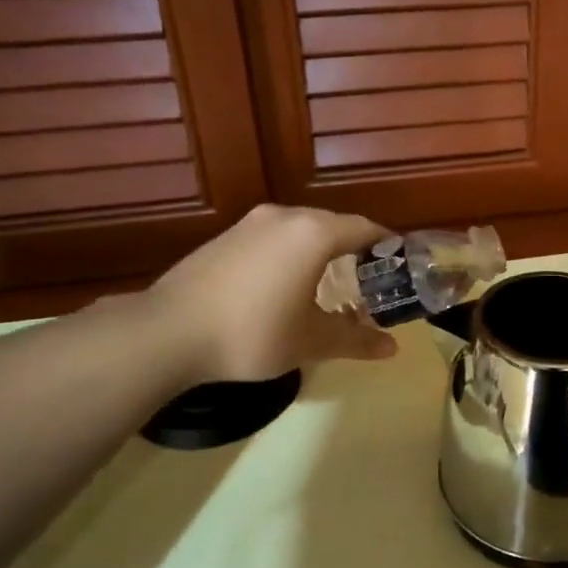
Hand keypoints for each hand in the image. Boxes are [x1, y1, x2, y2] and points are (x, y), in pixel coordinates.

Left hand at [150, 204, 398, 384]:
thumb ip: (355, 340)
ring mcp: (250, 224)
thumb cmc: (253, 332)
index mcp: (313, 234)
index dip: (386, 246)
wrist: (168, 332)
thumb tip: (392, 349)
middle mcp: (284, 217)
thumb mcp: (310, 341)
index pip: (364, 229)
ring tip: (329, 283)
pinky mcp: (225, 237)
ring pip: (300, 230)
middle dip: (355, 249)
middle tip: (369, 280)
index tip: (399, 266)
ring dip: (320, 251)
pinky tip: (284, 284)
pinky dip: (290, 254)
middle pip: (333, 225)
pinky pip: (273, 238)